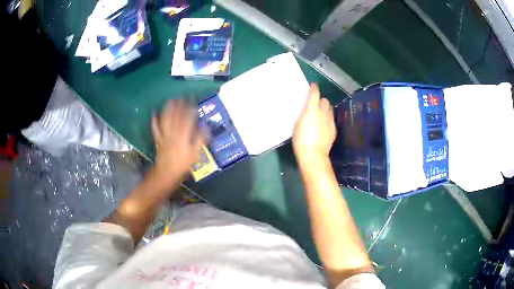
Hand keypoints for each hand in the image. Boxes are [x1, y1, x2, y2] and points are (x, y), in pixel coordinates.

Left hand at [151, 100, 205, 188]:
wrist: (166, 174)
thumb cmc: (182, 165)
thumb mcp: (195, 154)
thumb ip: (201, 139)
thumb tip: (206, 126)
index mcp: (183, 135)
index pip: (188, 118)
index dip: (190, 108)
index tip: (193, 99)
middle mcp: (173, 132)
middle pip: (175, 116)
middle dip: (178, 105)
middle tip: (181, 96)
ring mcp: (164, 135)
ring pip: (165, 119)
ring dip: (167, 109)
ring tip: (170, 100)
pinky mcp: (158, 140)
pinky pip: (156, 128)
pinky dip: (154, 120)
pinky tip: (154, 113)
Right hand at [293, 83, 335, 164]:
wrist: (313, 154)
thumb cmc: (300, 139)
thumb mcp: (297, 124)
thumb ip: (304, 113)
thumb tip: (307, 108)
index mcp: (312, 109)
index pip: (315, 94)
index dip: (314, 88)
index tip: (313, 86)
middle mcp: (323, 112)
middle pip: (325, 101)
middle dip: (321, 101)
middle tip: (315, 105)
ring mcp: (330, 121)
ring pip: (330, 110)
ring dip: (325, 109)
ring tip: (320, 115)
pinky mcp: (334, 129)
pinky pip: (331, 120)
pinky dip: (327, 119)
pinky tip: (323, 126)